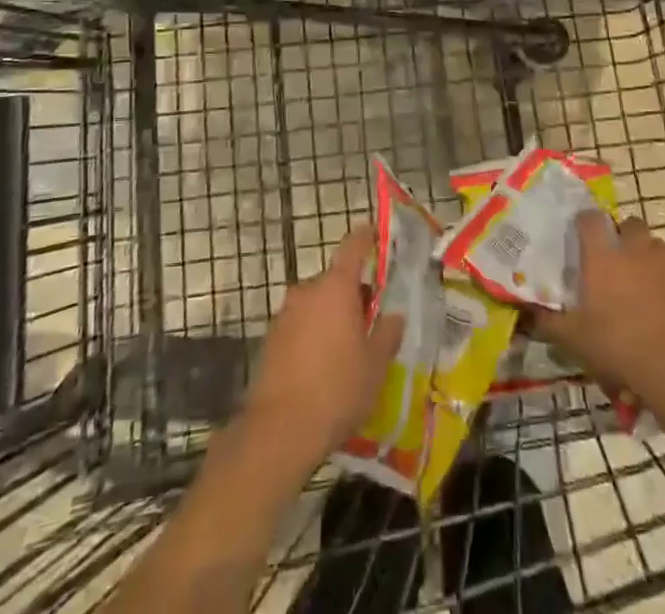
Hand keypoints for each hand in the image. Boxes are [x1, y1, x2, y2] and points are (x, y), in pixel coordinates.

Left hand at [242, 224, 404, 465]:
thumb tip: (394, 316)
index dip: (365, 237)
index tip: (375, 234)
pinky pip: (299, 325)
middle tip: (370, 321)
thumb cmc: (337, 389)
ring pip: (316, 304)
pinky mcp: (270, 339)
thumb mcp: (375, 365)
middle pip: (334, 280)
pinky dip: (312, 335)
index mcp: (336, 288)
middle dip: (352, 294)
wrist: (280, 430)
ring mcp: (285, 314)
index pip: (352, 246)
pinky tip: (321, 367)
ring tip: (346, 350)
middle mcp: (307, 291)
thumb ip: (387, 334)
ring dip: (331, 316)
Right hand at [533, 214, 664, 410]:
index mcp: (603, 257)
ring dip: (648, 253)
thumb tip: (528, 313)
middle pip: (632, 223)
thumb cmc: (618, 347)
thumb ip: (549, 323)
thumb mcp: (574, 339)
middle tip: (614, 252)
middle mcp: (635, 253)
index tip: (579, 229)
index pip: (591, 219)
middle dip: (624, 232)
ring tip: (640, 275)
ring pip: (658, 245)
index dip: (584, 220)